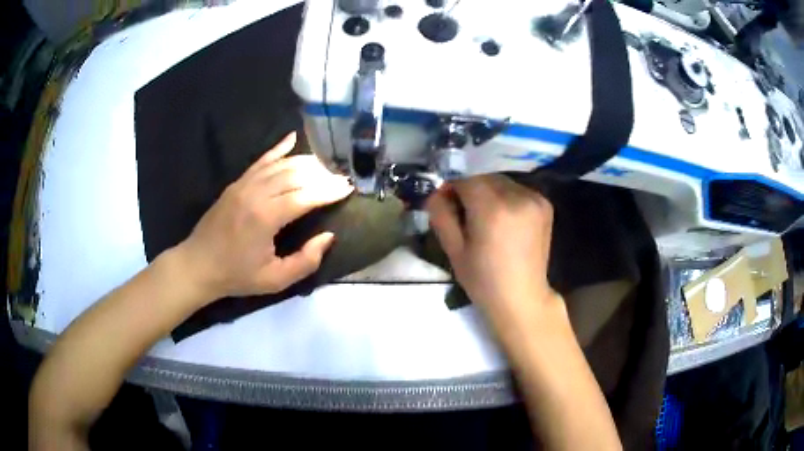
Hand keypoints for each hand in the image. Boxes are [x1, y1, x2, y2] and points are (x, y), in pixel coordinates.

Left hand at [175, 133, 352, 302]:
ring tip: (325, 166)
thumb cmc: (237, 275)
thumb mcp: (274, 280)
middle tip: (341, 178)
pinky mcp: (237, 183)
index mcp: (266, 217)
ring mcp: (244, 184)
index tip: (348, 187)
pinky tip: (292, 138)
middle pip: (296, 175)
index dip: (329, 191)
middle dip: (322, 175)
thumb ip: (305, 261)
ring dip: (306, 162)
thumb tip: (328, 237)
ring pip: (281, 164)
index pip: (305, 196)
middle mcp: (256, 193)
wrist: (198, 264)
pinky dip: (278, 148)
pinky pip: (261, 160)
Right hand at [426, 174, 557, 328]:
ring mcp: (535, 199)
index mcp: (493, 209)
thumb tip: (437, 192)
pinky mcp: (545, 204)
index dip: (452, 188)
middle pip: (485, 177)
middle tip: (464, 213)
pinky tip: (504, 219)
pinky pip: (517, 190)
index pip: (466, 179)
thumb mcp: (453, 250)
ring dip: (489, 192)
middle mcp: (517, 197)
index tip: (446, 203)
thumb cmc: (484, 280)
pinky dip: (506, 197)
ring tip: (486, 218)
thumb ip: (441, 215)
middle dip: (470, 189)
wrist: (522, 298)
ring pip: (501, 182)